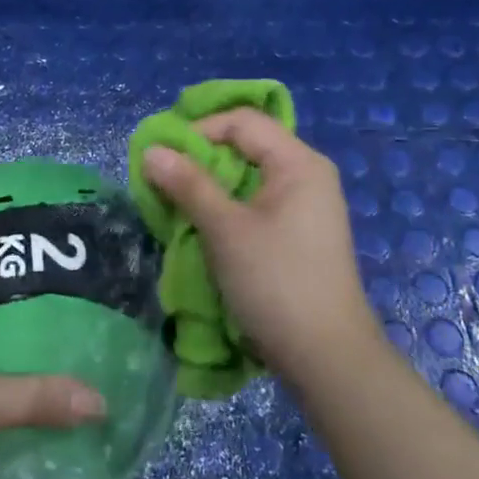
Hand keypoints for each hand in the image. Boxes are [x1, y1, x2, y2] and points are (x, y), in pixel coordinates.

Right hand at [141, 110, 382, 393]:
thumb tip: (152, 150)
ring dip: (210, 187)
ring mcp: (306, 207)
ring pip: (249, 178)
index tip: (162, 156)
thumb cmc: (276, 282)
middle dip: (201, 159)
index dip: (199, 130)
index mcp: (299, 163)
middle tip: (164, 179)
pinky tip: (203, 227)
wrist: (326, 357)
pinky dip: (227, 208)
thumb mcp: (225, 229)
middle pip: (247, 146)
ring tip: (177, 204)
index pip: (242, 122)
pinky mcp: (299, 235)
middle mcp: (307, 175)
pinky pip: (257, 204)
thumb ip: (188, 184)